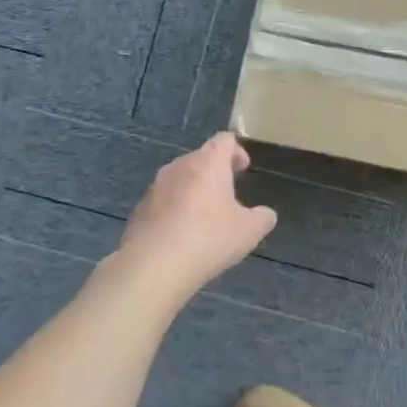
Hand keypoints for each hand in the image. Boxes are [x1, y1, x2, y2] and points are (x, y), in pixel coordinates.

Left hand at [112, 133, 276, 297]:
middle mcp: (179, 167)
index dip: (236, 150)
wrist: (154, 266)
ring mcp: (156, 187)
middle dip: (215, 171)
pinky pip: (163, 200)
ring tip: (205, 215)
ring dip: (194, 190)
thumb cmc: (208, 238)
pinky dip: (175, 209)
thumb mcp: (248, 232)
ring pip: (180, 179)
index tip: (244, 167)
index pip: (224, 140)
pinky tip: (182, 234)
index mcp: (208, 164)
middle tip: (228, 192)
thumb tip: (266, 214)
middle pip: (200, 158)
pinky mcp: (140, 209)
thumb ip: (262, 218)